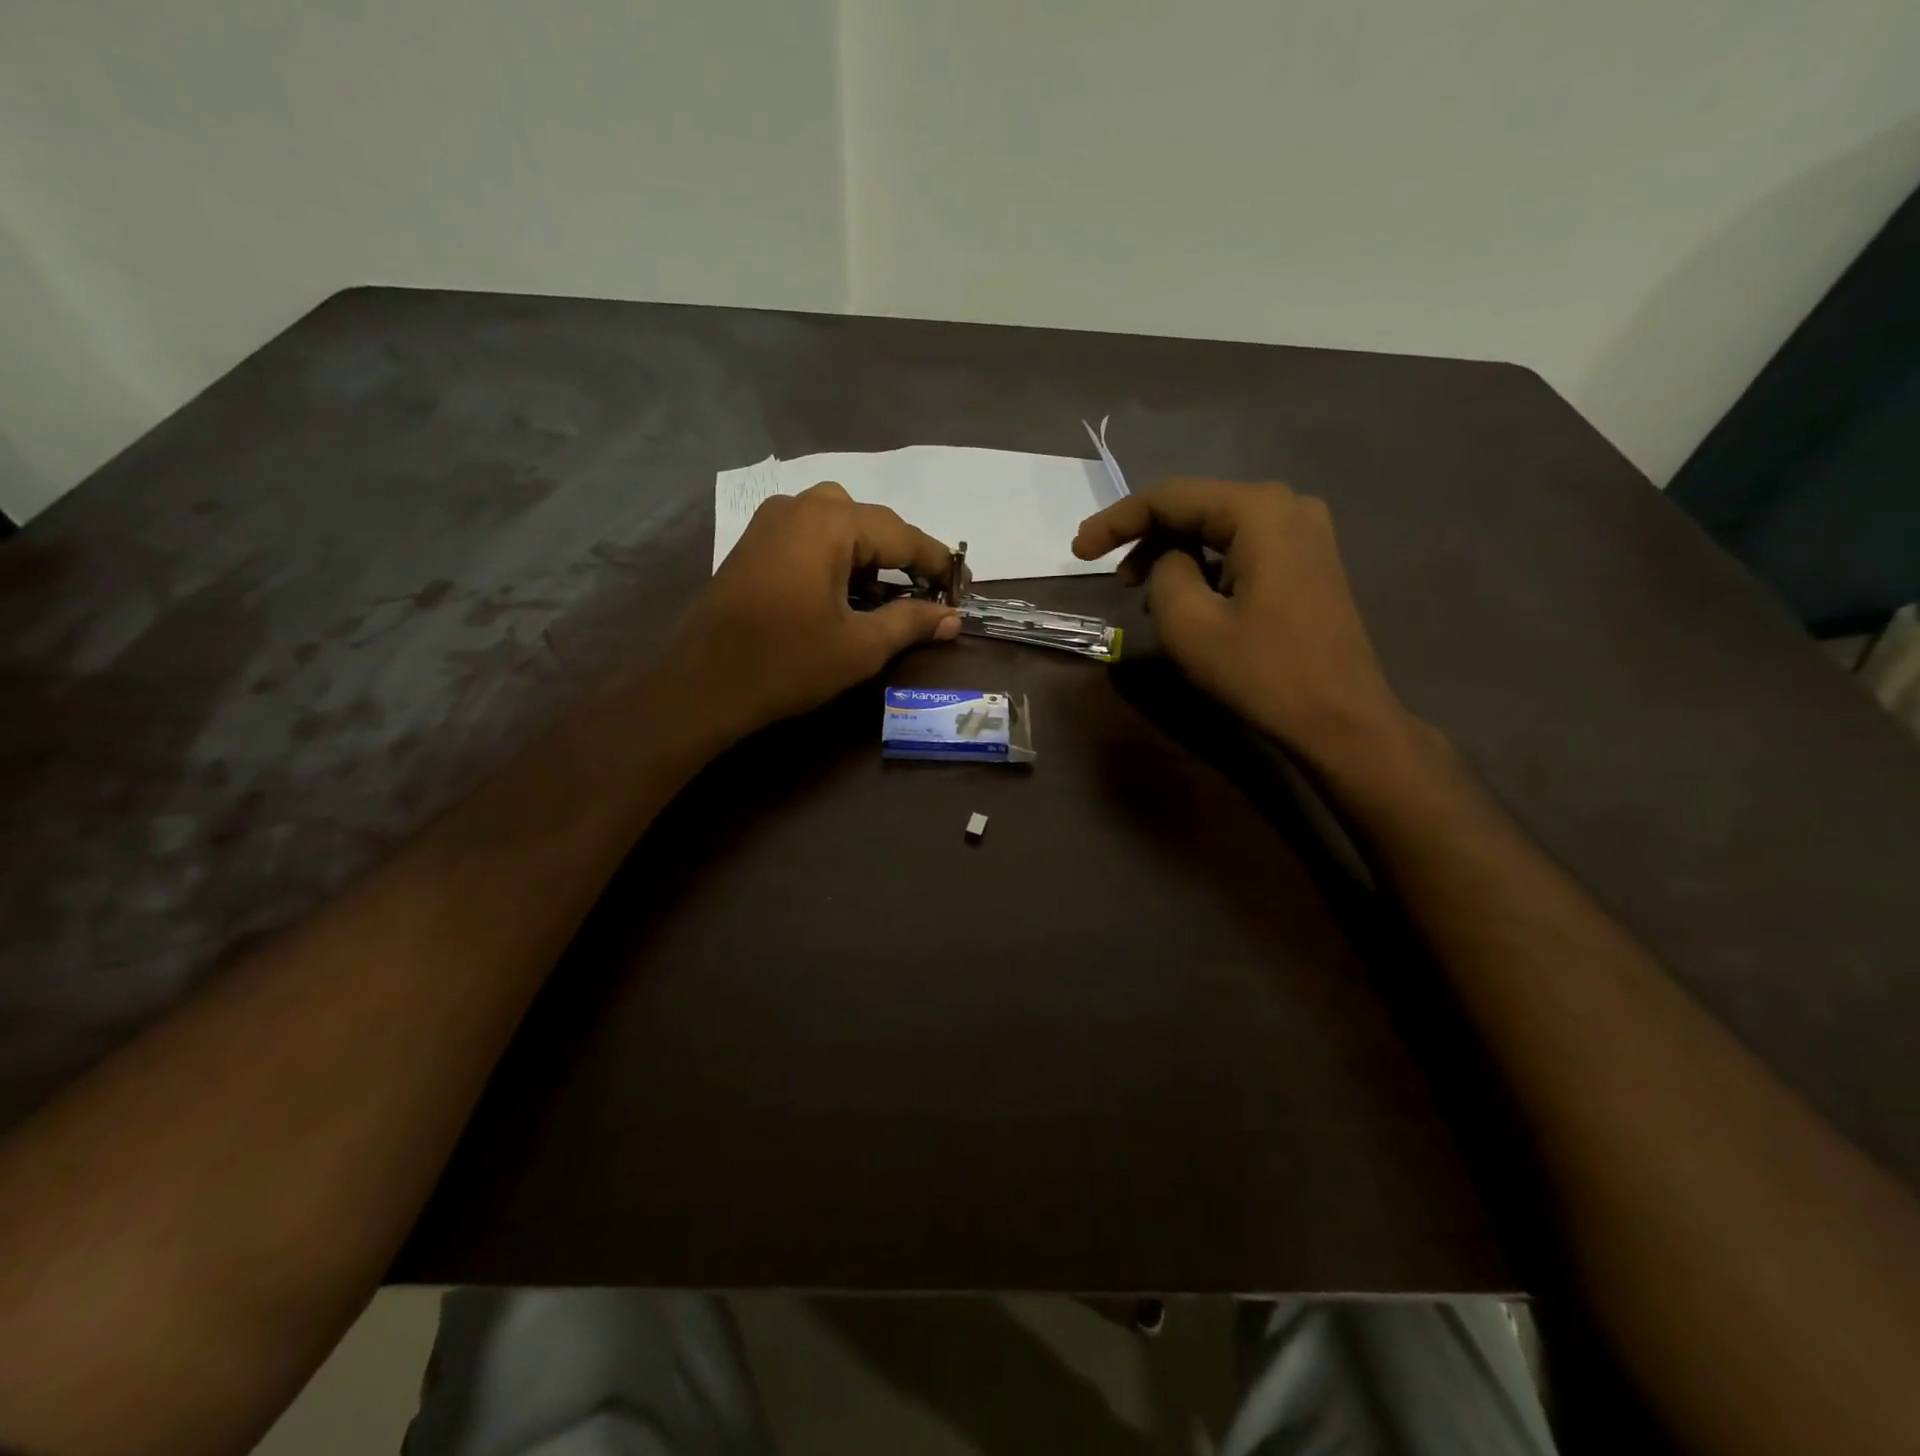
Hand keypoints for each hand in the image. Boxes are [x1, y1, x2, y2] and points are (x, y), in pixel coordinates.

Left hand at [664, 481, 960, 739]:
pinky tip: (844, 592)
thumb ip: (911, 623)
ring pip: (839, 524)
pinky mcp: (754, 543)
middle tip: (925, 593)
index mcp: (830, 523)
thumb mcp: (860, 646)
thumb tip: (952, 618)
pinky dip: (837, 556)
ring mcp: (770, 522)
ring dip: (869, 554)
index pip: (902, 535)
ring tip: (885, 595)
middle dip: (902, 556)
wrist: (703, 684)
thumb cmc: (788, 663)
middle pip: (870, 522)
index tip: (964, 586)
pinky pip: (810, 534)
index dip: (937, 563)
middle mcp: (800, 506)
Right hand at [1073, 478, 1408, 761]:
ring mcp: (1304, 532)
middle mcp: (1287, 505)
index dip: (1116, 522)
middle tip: (1106, 572)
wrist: (1340, 719)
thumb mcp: (1189, 624)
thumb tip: (1170, 560)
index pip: (1169, 498)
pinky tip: (1185, 596)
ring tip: (1140, 591)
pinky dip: (1205, 565)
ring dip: (1173, 553)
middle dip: (1144, 536)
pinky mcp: (1308, 561)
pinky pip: (1241, 548)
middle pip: (1195, 507)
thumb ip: (1164, 572)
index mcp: (1258, 510)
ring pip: (1217, 529)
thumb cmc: (1262, 671)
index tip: (1078, 552)